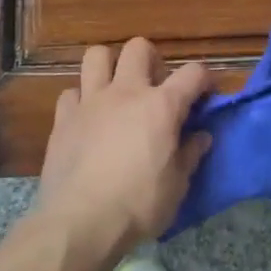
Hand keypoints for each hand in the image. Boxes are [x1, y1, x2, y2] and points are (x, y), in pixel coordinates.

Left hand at [35, 38, 213, 248]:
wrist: (81, 223)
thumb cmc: (138, 205)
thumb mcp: (177, 186)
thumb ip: (190, 155)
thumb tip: (201, 137)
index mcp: (161, 106)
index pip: (193, 73)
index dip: (205, 79)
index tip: (207, 94)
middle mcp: (126, 92)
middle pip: (139, 48)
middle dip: (152, 60)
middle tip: (155, 88)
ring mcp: (91, 102)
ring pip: (97, 56)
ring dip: (109, 66)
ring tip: (116, 90)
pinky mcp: (63, 119)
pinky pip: (71, 93)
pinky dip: (81, 100)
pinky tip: (87, 119)